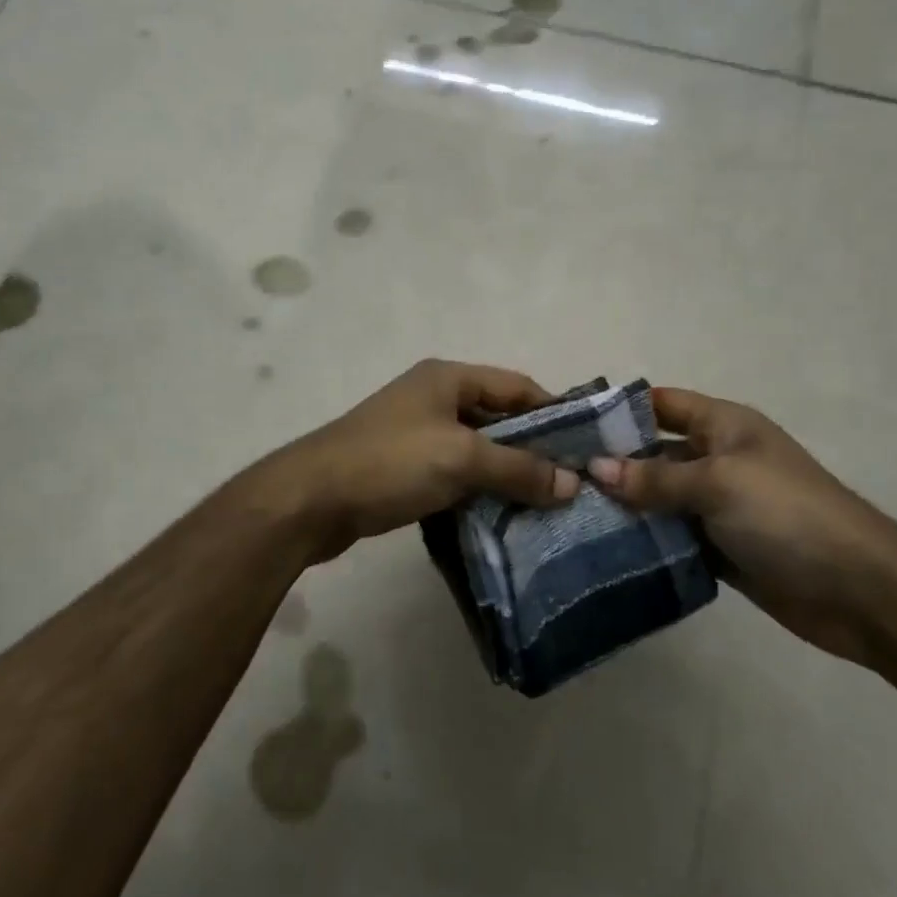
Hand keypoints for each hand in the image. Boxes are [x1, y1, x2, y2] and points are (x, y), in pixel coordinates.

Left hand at [257, 359, 578, 564]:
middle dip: (532, 450)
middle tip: (569, 485)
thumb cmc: (390, 463)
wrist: (310, 500)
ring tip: (544, 507)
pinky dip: (477, 490)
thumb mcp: (461, 458)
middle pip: (498, 419)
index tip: (585, 448)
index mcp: (448, 378)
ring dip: (505, 475)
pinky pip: (454, 474)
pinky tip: (501, 517)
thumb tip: (572, 484)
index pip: (517, 386)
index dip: (552, 413)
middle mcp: (433, 398)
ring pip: (476, 450)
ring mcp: (416, 434)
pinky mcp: (403, 468)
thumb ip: (518, 468)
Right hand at [588, 389, 896, 661]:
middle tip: (557, 478)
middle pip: (655, 453)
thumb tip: (595, 468)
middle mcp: (718, 460)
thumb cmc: (787, 515)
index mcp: (724, 427)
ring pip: (660, 499)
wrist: (859, 590)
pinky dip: (646, 542)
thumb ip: (655, 477)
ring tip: (568, 515)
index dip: (620, 410)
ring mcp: (719, 507)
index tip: (569, 426)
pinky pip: (673, 538)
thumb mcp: (718, 483)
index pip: (662, 404)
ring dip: (625, 508)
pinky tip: (603, 550)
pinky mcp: (721, 549)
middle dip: (612, 463)